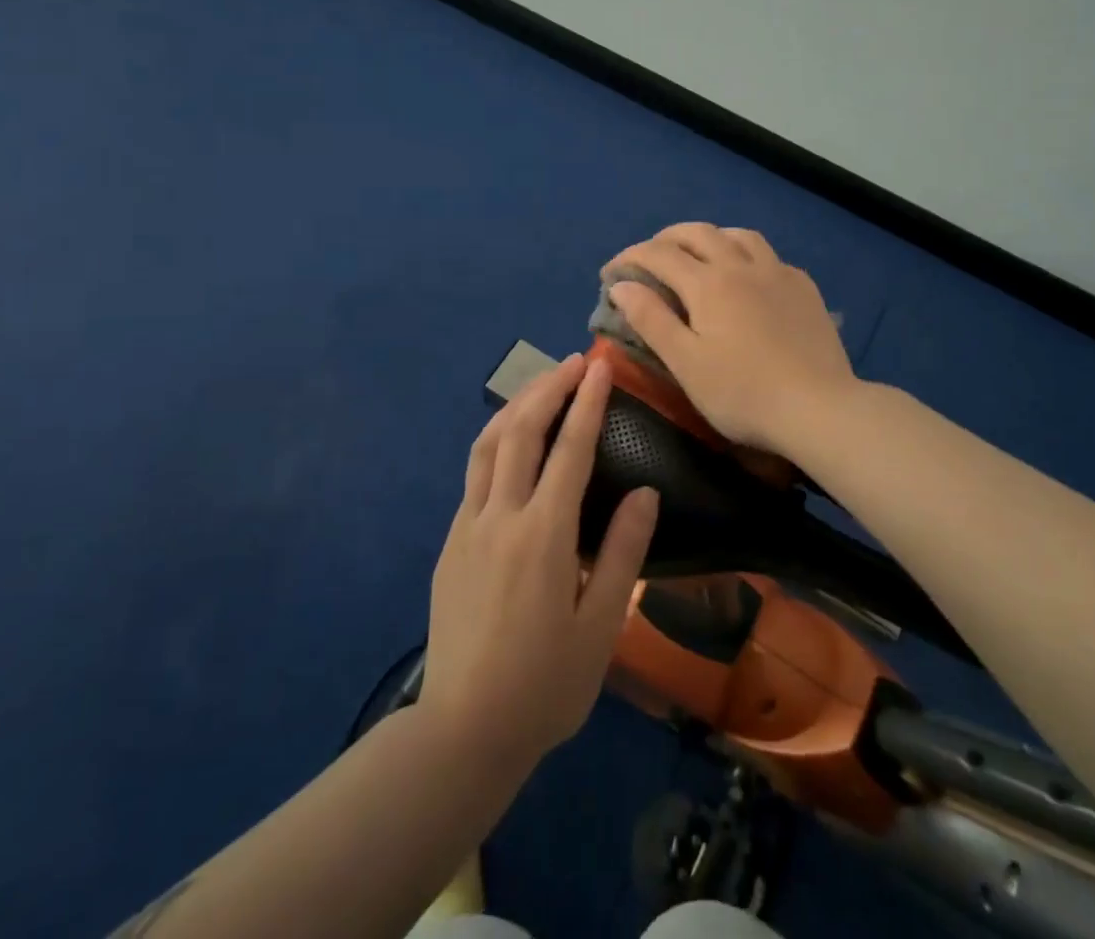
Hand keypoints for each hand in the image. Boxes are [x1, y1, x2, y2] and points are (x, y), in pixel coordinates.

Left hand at [421, 354, 660, 775]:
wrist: (464, 731)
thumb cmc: (545, 685)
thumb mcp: (601, 626)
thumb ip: (623, 552)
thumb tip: (644, 492)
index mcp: (542, 536)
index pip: (569, 451)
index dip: (586, 403)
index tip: (599, 367)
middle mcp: (500, 518)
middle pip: (520, 432)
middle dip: (547, 389)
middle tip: (572, 363)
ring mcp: (467, 527)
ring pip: (487, 446)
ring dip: (515, 407)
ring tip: (541, 386)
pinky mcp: (451, 543)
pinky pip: (474, 475)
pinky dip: (496, 442)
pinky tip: (511, 444)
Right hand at [604, 223, 857, 452]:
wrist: (819, 408)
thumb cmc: (743, 393)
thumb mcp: (686, 363)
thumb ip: (651, 320)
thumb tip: (621, 285)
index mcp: (709, 284)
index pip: (659, 254)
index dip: (630, 258)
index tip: (610, 273)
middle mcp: (742, 266)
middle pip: (698, 233)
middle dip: (666, 239)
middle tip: (648, 258)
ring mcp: (778, 273)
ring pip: (738, 235)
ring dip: (709, 237)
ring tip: (696, 255)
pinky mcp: (804, 288)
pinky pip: (768, 255)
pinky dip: (744, 254)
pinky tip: (747, 276)